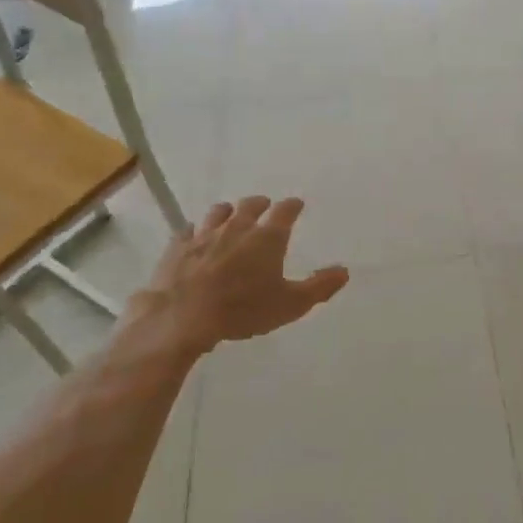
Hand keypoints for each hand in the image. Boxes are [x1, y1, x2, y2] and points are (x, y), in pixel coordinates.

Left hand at [115, 197, 347, 368]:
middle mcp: (237, 228)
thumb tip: (344, 271)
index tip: (297, 204)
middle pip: (250, 205)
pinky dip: (195, 231)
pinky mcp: (177, 248)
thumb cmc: (243, 310)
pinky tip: (194, 236)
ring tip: (230, 214)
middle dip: (260, 204)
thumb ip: (320, 286)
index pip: (285, 211)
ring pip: (218, 213)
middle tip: (265, 206)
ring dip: (228, 211)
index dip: (293, 206)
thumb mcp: (291, 305)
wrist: (182, 318)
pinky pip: (188, 231)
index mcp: (268, 238)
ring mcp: (204, 235)